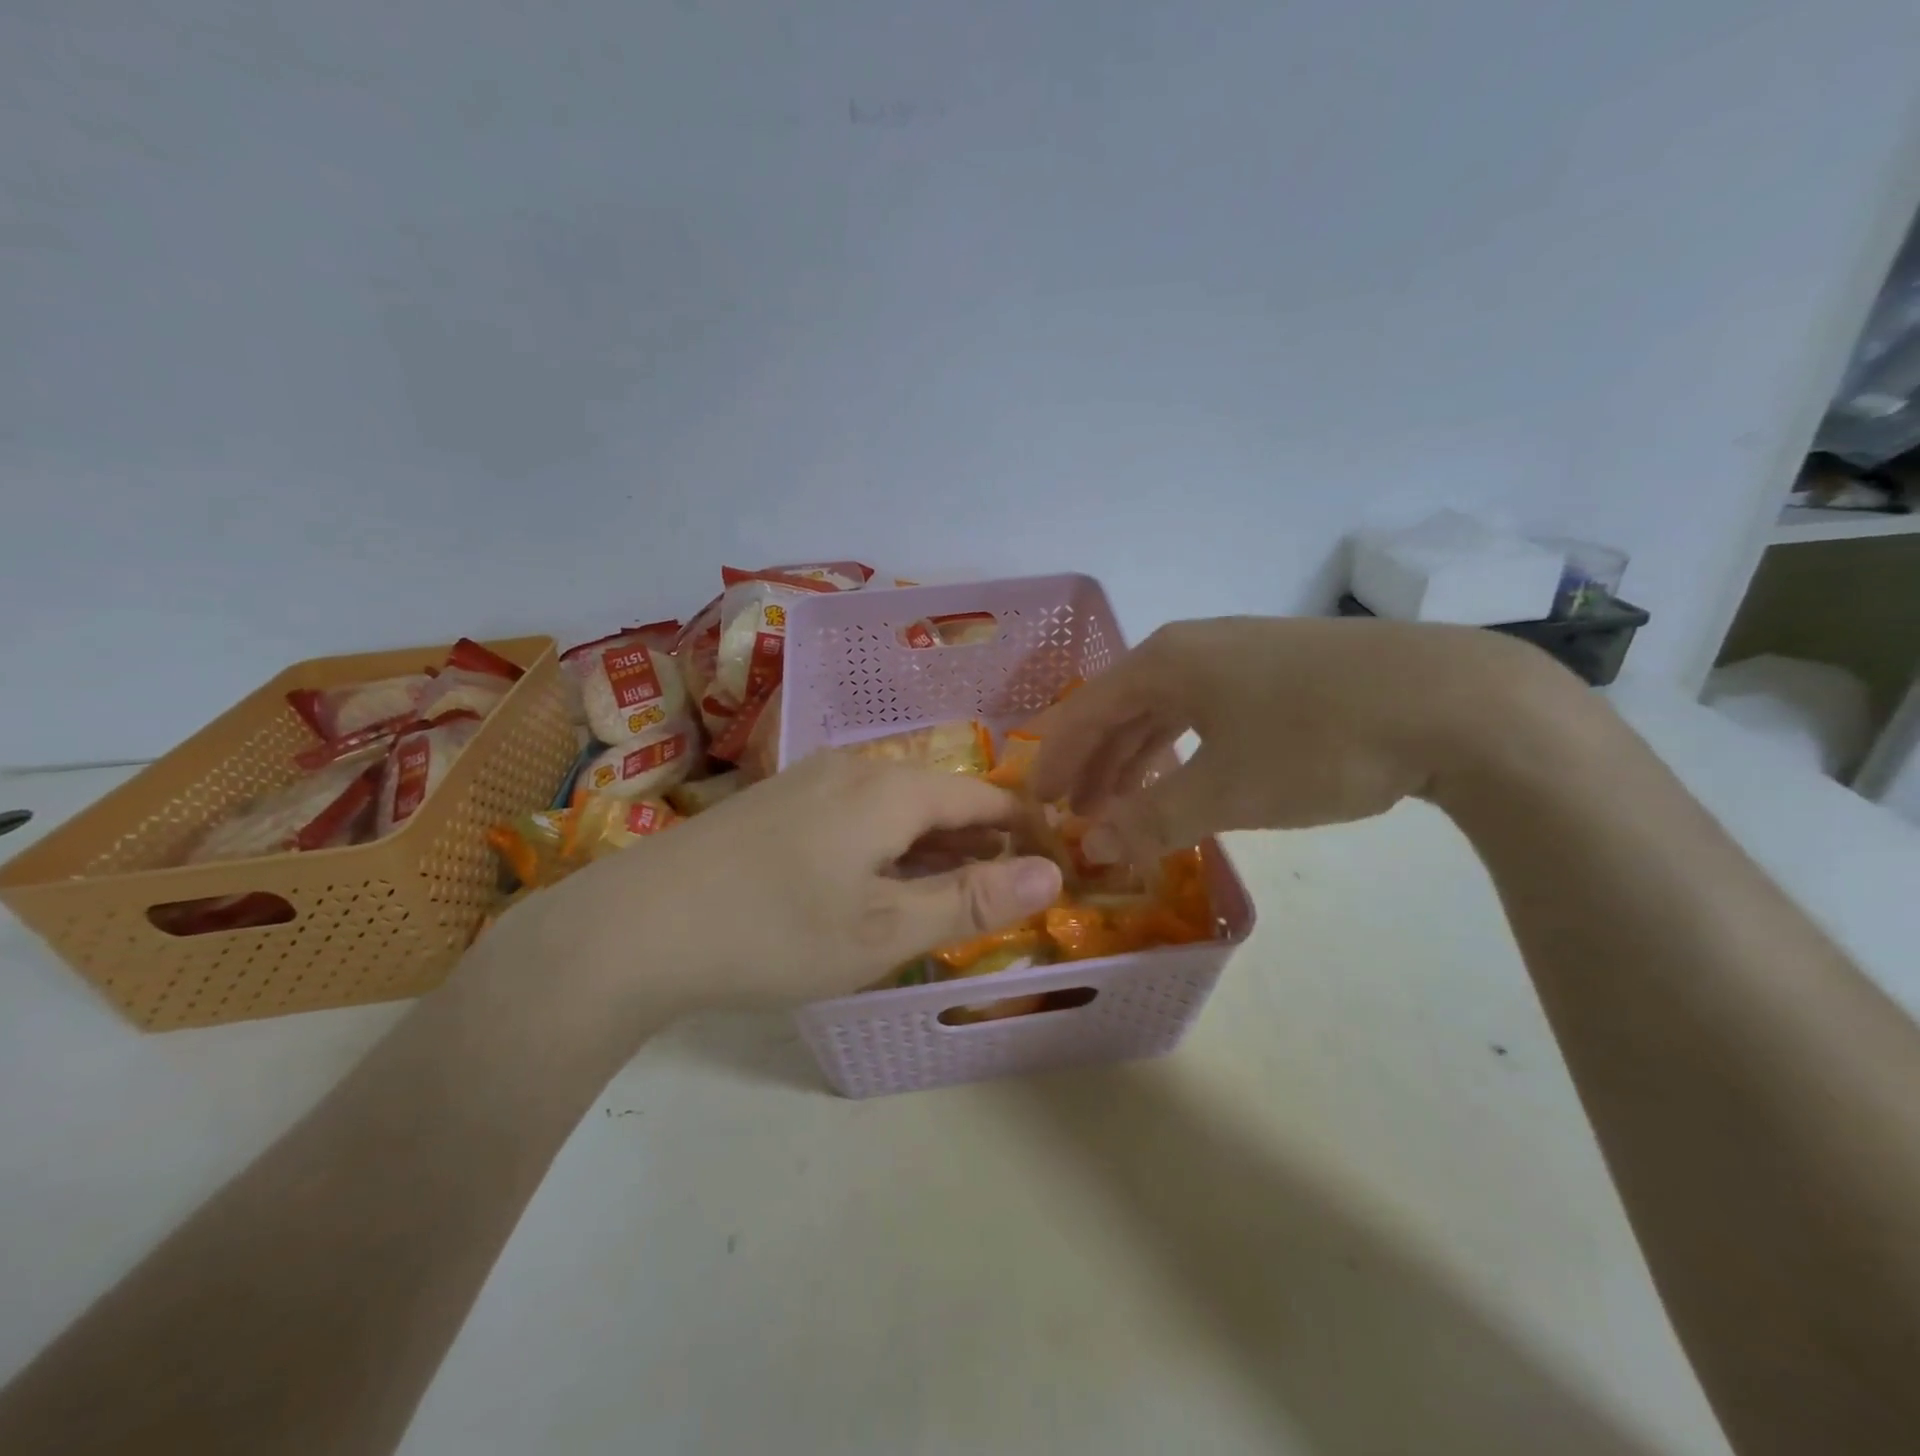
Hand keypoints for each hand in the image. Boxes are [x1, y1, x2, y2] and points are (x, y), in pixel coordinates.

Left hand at [515, 751, 1063, 1026]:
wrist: (634, 928)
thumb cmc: (775, 931)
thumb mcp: (884, 929)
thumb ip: (970, 900)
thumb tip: (1052, 874)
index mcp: (890, 788)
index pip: (982, 794)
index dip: (1022, 826)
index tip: (1052, 859)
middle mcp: (853, 768)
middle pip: (938, 795)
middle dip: (978, 838)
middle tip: (1007, 885)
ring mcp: (807, 781)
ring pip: (894, 805)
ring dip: (931, 844)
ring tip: (952, 888)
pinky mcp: (775, 804)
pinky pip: (855, 814)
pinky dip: (887, 845)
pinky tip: (878, 881)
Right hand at [1028, 616, 1571, 861]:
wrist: (1458, 702)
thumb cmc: (1319, 742)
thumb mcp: (1226, 791)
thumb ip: (1150, 820)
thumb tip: (1090, 847)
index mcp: (1165, 662)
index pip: (1085, 712)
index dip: (1056, 761)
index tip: (1037, 805)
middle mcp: (1194, 647)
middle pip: (1121, 708)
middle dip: (1095, 765)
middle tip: (1077, 816)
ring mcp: (1242, 653)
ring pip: (1166, 710)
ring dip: (1137, 759)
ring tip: (1123, 806)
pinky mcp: (1283, 670)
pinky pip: (1207, 710)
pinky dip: (1184, 748)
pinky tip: (1190, 776)